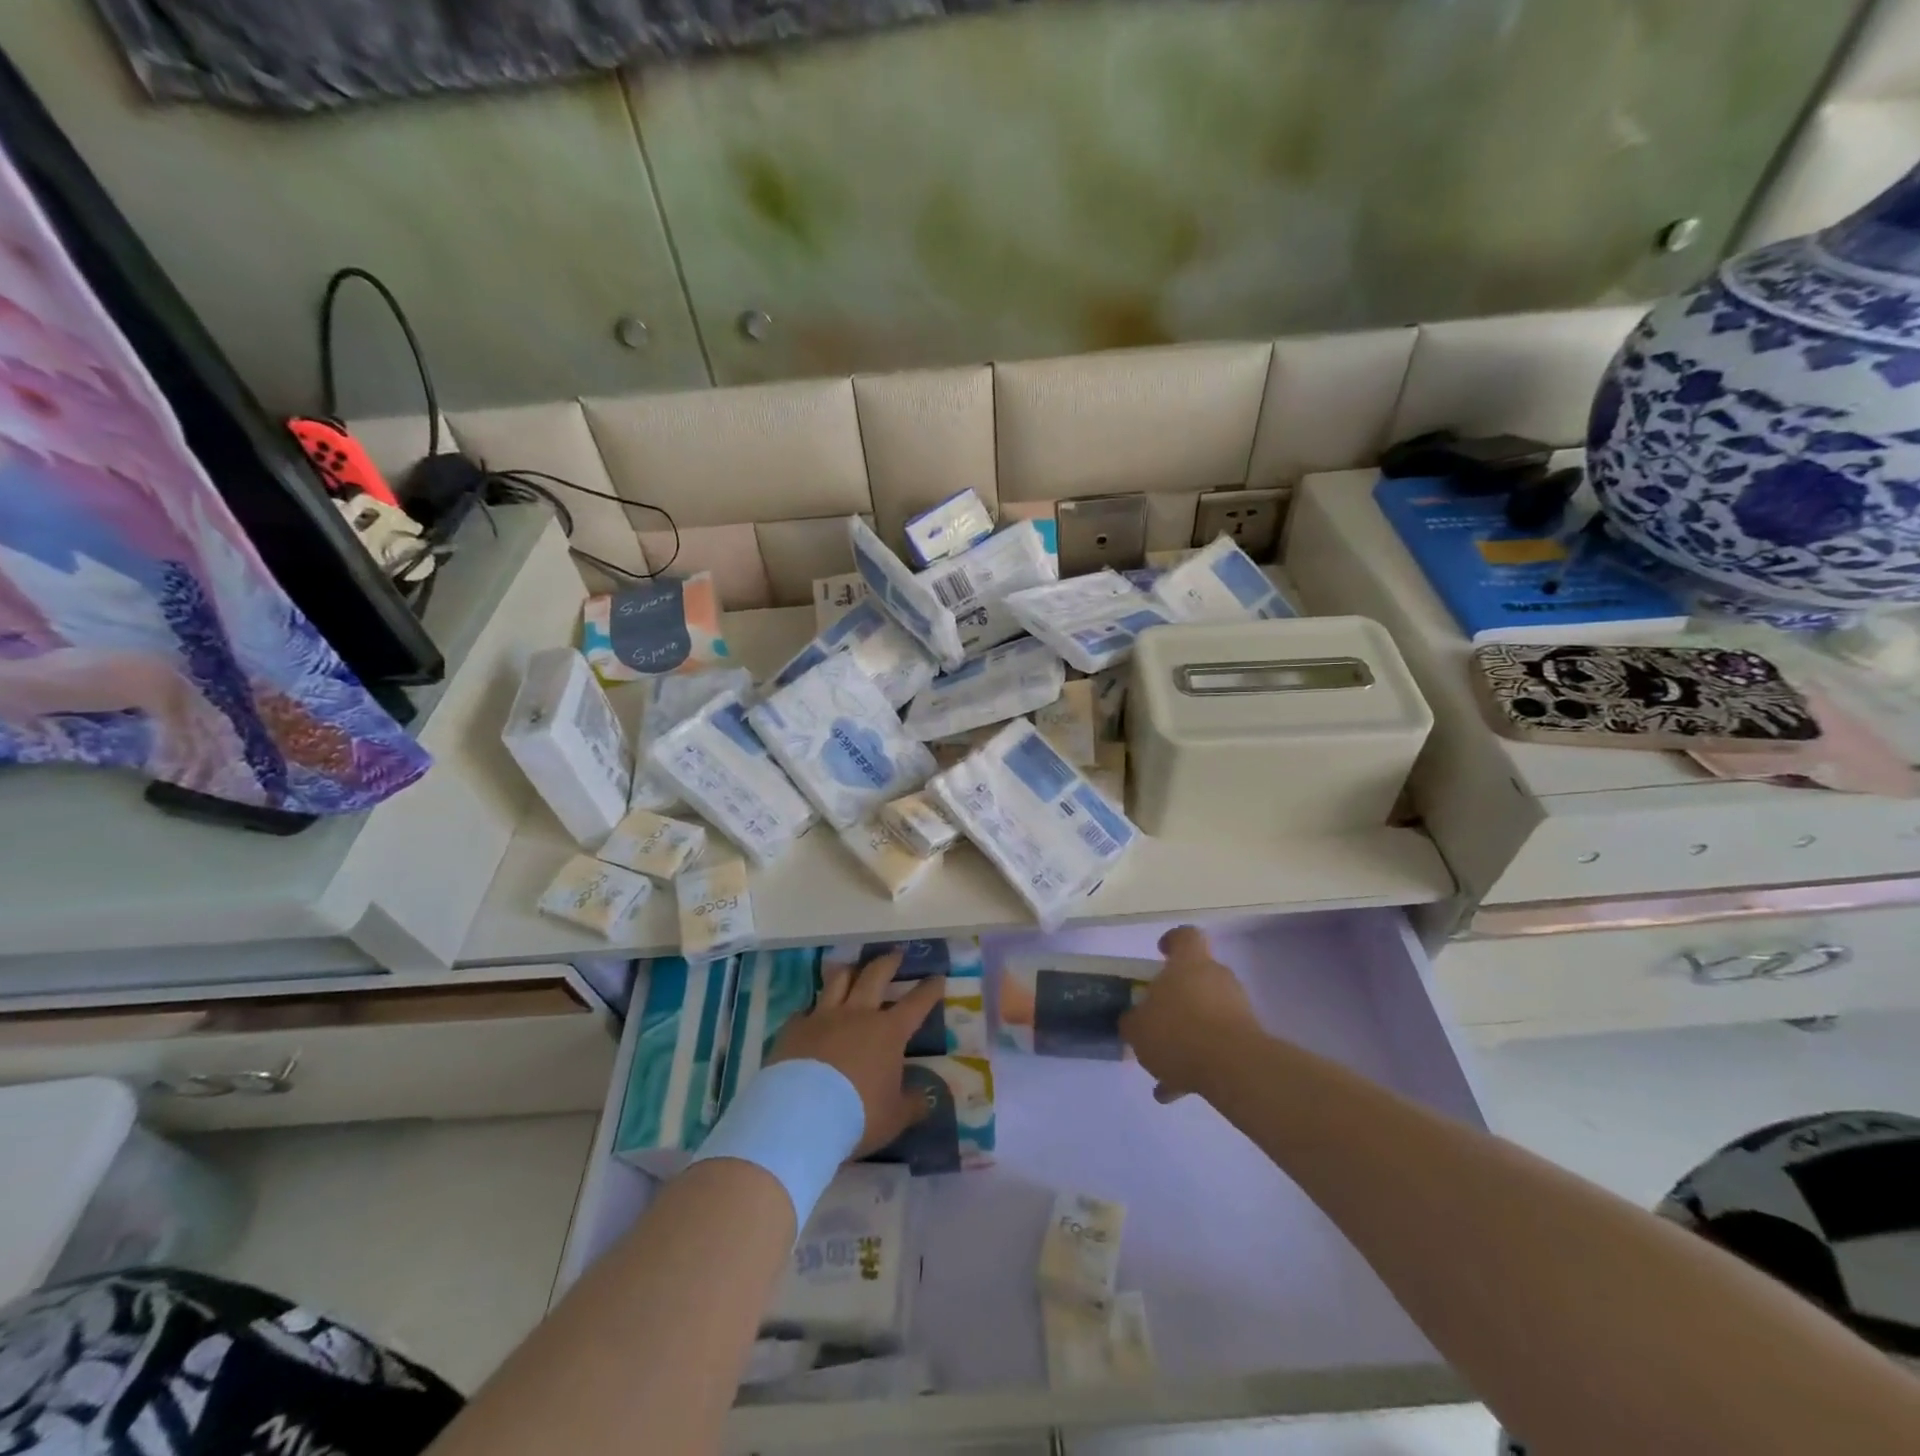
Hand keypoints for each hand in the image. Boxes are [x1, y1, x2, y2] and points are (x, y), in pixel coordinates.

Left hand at [769, 952, 945, 1157]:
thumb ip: (913, 1104)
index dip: (929, 989)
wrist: (800, 1117)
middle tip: (896, 954)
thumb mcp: (894, 1117)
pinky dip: (811, 1011)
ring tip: (852, 969)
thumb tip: (928, 1097)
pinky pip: (805, 1010)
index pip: (916, 1003)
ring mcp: (823, 1016)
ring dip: (848, 972)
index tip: (938, 977)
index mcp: (888, 1031)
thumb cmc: (857, 1116)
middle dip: (889, 962)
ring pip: (838, 980)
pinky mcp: (794, 1028)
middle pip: (875, 975)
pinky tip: (810, 1016)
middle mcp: (857, 1014)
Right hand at [1120, 926, 1260, 1102]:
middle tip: (1156, 1020)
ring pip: (1206, 1014)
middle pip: (1196, 978)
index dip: (1172, 941)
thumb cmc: (1178, 1032)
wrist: (1234, 1068)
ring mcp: (1237, 1007)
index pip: (1185, 936)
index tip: (1160, 953)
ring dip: (1187, 1035)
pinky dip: (1200, 1062)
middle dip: (1177, 998)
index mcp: (1189, 963)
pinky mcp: (1249, 1038)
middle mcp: (1216, 977)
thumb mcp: (1138, 1028)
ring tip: (1164, 1068)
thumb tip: (1133, 1020)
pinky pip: (1218, 1045)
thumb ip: (1132, 1021)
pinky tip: (1180, 1090)